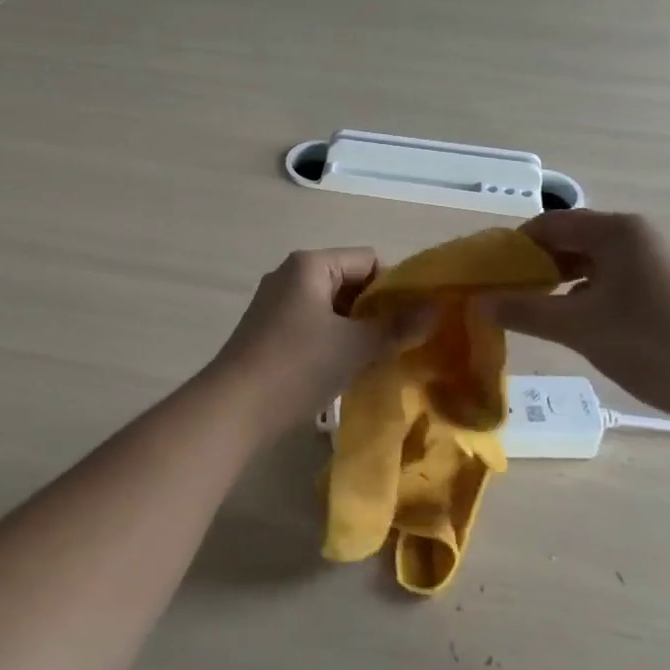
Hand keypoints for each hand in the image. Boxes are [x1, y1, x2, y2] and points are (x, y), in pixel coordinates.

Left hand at [207, 248, 430, 440]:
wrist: (232, 409)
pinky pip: (312, 324)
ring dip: (355, 328)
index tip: (412, 321)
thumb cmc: (297, 366)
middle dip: (376, 309)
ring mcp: (275, 302)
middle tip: (400, 342)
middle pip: (349, 280)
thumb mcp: (354, 346)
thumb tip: (436, 307)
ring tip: (378, 358)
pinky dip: (332, 340)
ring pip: (331, 306)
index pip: (368, 259)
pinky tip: (344, 369)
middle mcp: (291, 274)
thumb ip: (397, 326)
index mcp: (311, 264)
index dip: (395, 286)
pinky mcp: (267, 330)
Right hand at [476, 211, 669, 433]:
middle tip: (499, 293)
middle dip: (530, 265)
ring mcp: (644, 263)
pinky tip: (560, 319)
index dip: (513, 247)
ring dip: (552, 281)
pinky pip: (601, 281)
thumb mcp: (577, 326)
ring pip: (583, 262)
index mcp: (615, 231)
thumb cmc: (648, 343)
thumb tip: (477, 303)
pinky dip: (576, 294)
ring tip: (522, 307)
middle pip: (565, 240)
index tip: (485, 274)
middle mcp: (630, 237)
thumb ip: (524, 310)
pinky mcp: (652, 290)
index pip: (547, 225)